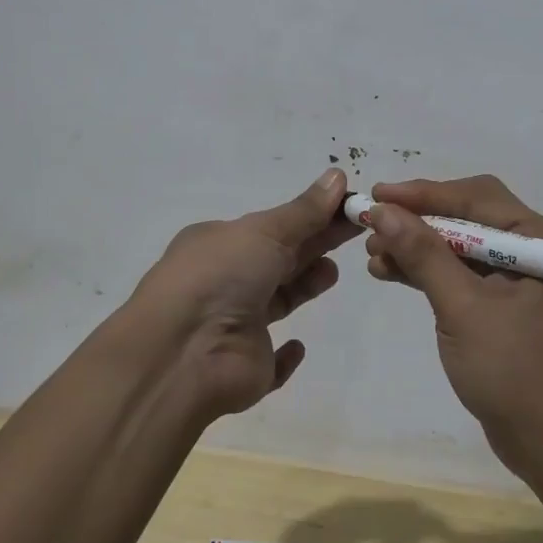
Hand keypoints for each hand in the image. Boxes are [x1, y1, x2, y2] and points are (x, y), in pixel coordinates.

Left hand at [133, 168, 359, 418]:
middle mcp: (226, 281)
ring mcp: (236, 326)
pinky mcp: (250, 366)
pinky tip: (299, 345)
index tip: (349, 208)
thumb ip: (305, 211)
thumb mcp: (265, 231)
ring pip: (278, 301)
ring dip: (304, 285)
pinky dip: (286, 355)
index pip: (274, 225)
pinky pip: (272, 362)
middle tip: (357, 232)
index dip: (312, 216)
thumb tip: (338, 175)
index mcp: (221, 243)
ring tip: (332, 273)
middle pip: (281, 258)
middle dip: (315, 244)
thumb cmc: (221, 276)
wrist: (184, 352)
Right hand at [364, 176, 542, 487]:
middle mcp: (536, 249)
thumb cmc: (517, 371)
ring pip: (461, 247)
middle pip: (468, 218)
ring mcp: (522, 279)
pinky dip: (430, 273)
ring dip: (419, 247)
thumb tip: (382, 210)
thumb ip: (424, 255)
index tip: (376, 195)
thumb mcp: (465, 308)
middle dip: (419, 220)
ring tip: (373, 254)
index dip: (423, 195)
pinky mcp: (506, 307)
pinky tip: (392, 273)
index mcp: (542, 238)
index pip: (476, 198)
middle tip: (371, 223)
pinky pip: (463, 276)